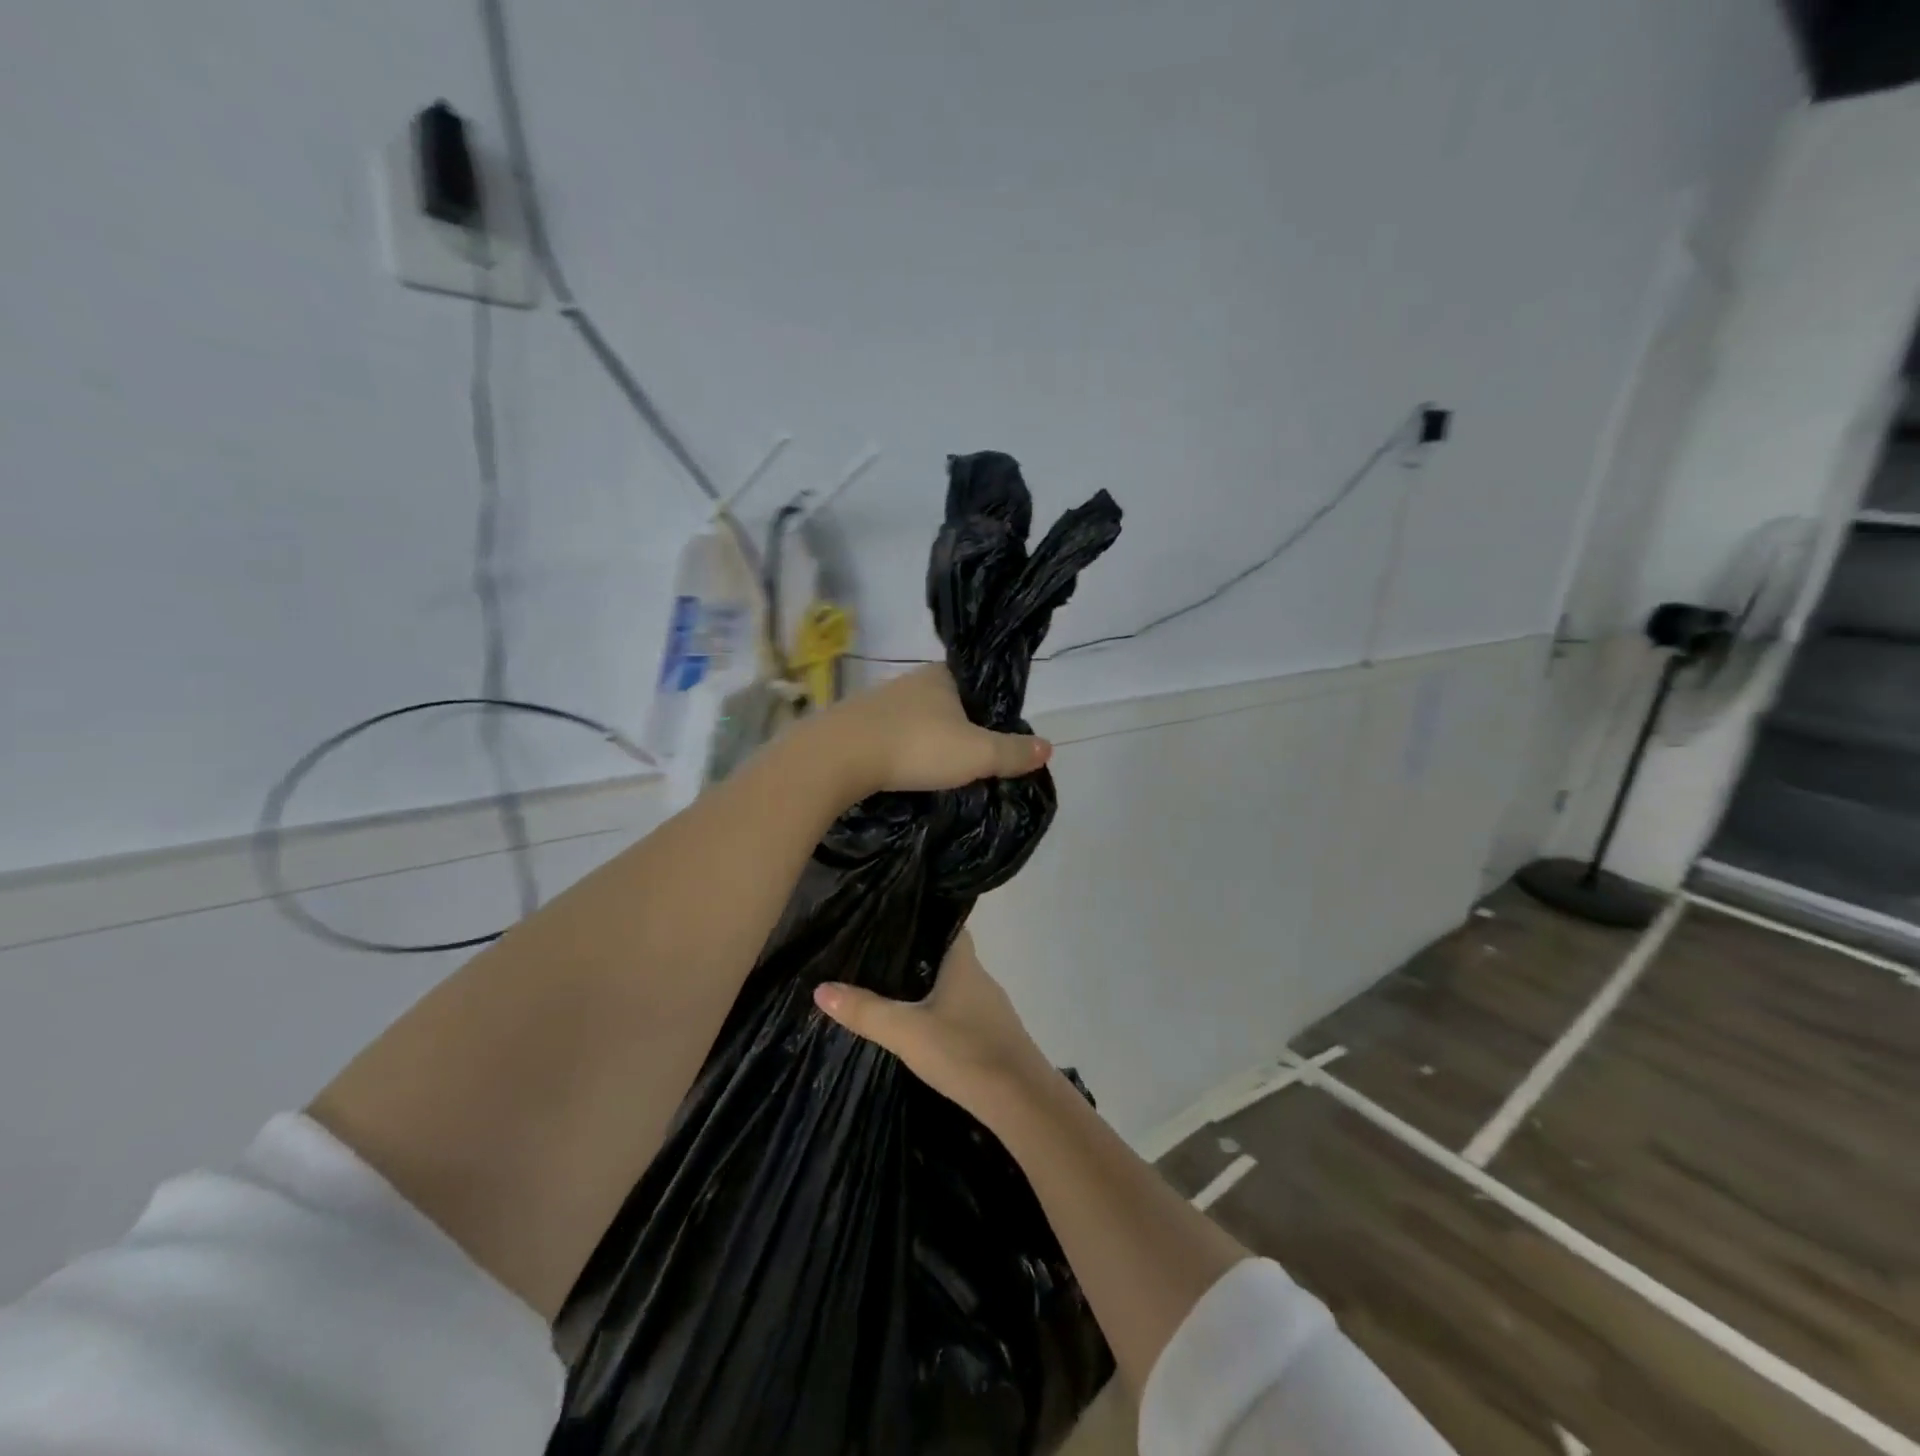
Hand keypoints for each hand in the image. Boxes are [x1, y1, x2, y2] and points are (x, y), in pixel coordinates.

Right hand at [813, 928, 1052, 1123]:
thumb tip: (821, 989)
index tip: (890, 915)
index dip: (921, 915)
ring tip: (887, 986)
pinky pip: (960, 1009)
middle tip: (875, 952)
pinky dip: (938, 1009)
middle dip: (915, 952)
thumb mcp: (906, 1031)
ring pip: (952, 983)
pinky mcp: (992, 1034)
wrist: (1021, 1101)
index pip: (945, 922)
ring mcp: (989, 1007)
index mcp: (962, 962)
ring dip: (926, 983)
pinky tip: (918, 1023)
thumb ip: (865, 1010)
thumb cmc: (964, 1052)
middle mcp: (979, 977)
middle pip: (945, 953)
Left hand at [816, 665, 1049, 801]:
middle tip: (969, 760)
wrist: (839, 757)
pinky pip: (887, 737)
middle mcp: (909, 681)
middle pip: (944, 702)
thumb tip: (1049, 747)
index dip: (987, 707)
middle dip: (957, 727)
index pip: (973, 684)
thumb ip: (1011, 752)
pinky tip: (902, 771)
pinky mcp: (853, 725)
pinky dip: (899, 751)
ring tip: (937, 771)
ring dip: (925, 741)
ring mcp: (877, 702)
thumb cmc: (917, 747)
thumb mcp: (976, 754)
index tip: (993, 735)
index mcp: (941, 676)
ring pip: (913, 720)